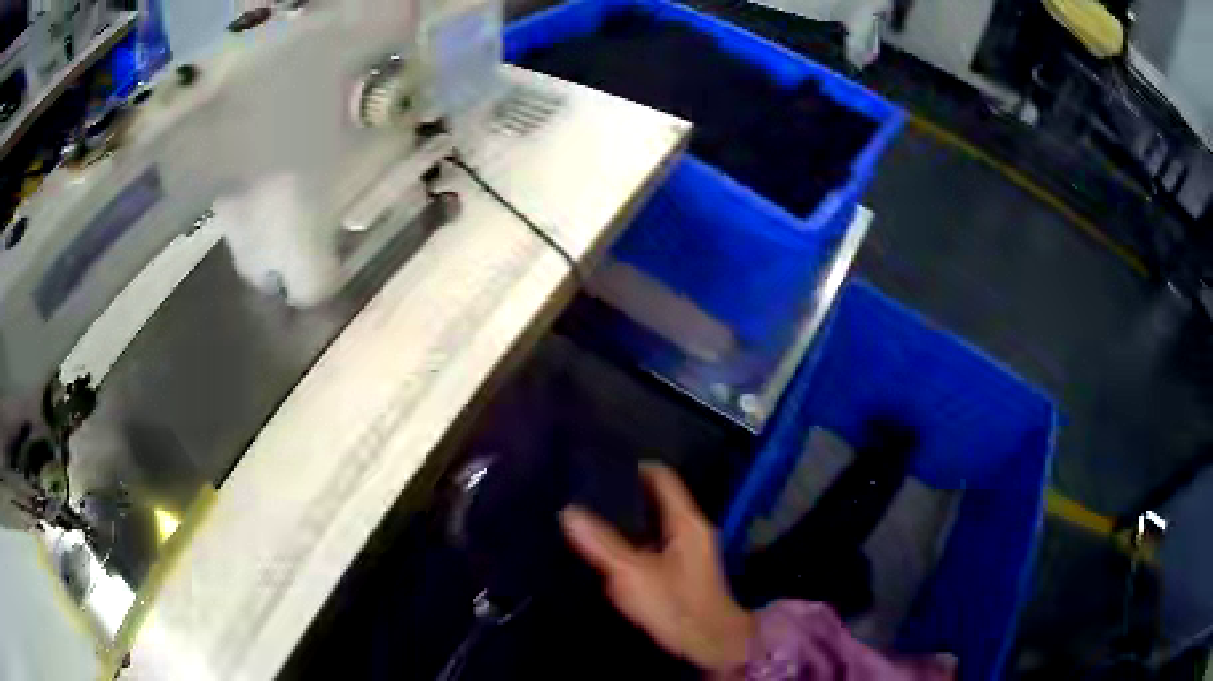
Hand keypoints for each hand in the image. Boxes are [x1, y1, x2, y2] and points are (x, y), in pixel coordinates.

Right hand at [560, 463, 755, 672]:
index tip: (601, 462)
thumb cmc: (673, 604)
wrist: (708, 642)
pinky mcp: (683, 568)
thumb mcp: (631, 574)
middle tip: (588, 488)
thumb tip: (568, 511)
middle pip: (658, 497)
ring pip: (655, 520)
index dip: (634, 466)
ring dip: (629, 516)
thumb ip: (601, 543)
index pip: (662, 477)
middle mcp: (692, 528)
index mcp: (687, 521)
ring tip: (592, 512)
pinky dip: (635, 537)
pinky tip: (611, 545)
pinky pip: (656, 540)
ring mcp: (690, 549)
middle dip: (625, 492)